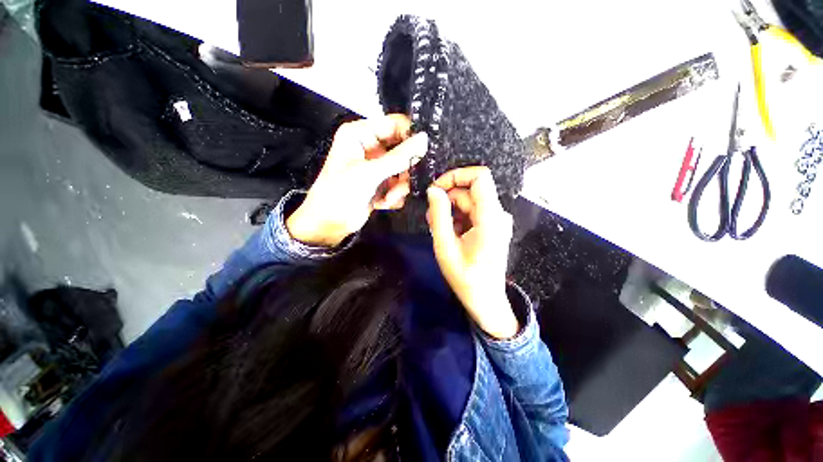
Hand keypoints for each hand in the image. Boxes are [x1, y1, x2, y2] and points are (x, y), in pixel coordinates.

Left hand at [287, 115, 427, 246]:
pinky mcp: (382, 183)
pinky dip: (394, 195)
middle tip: (402, 182)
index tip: (421, 153)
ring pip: (403, 170)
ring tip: (389, 198)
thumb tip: (425, 139)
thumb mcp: (369, 173)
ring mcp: (377, 166)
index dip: (410, 137)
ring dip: (399, 186)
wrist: (330, 224)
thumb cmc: (341, 192)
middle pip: (402, 149)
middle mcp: (371, 147)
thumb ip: (399, 156)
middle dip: (403, 170)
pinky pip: (399, 184)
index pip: (394, 125)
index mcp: (361, 134)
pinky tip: (383, 203)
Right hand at [426, 166, 518, 338]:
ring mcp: (496, 221)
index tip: (436, 188)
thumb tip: (433, 190)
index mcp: (490, 217)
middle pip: (470, 192)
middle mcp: (498, 214)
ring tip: (438, 228)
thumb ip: (439, 215)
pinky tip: (449, 233)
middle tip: (431, 217)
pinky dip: (458, 218)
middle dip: (447, 199)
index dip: (456, 175)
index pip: (480, 177)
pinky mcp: (492, 227)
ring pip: (469, 202)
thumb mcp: (445, 246)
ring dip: (451, 210)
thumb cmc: (465, 277)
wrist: (485, 300)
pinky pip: (472, 213)